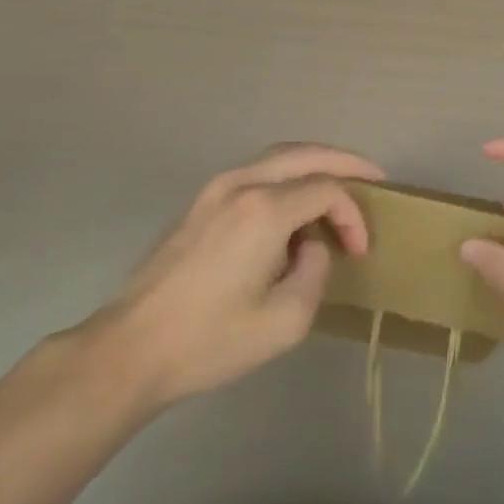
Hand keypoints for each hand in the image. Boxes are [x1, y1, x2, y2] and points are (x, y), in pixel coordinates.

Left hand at [77, 143, 382, 415]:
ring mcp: (216, 188)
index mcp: (265, 208)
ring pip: (278, 156)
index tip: (360, 251)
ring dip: (314, 166)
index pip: (327, 189)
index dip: (353, 215)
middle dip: (345, 162)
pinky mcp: (200, 201)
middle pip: (306, 154)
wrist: (130, 349)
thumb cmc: (210, 340)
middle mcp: (242, 183)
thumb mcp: (285, 321)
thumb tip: (308, 245)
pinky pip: (256, 172)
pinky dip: (286, 176)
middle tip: (373, 177)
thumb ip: (314, 271)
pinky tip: (295, 204)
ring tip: (339, 187)